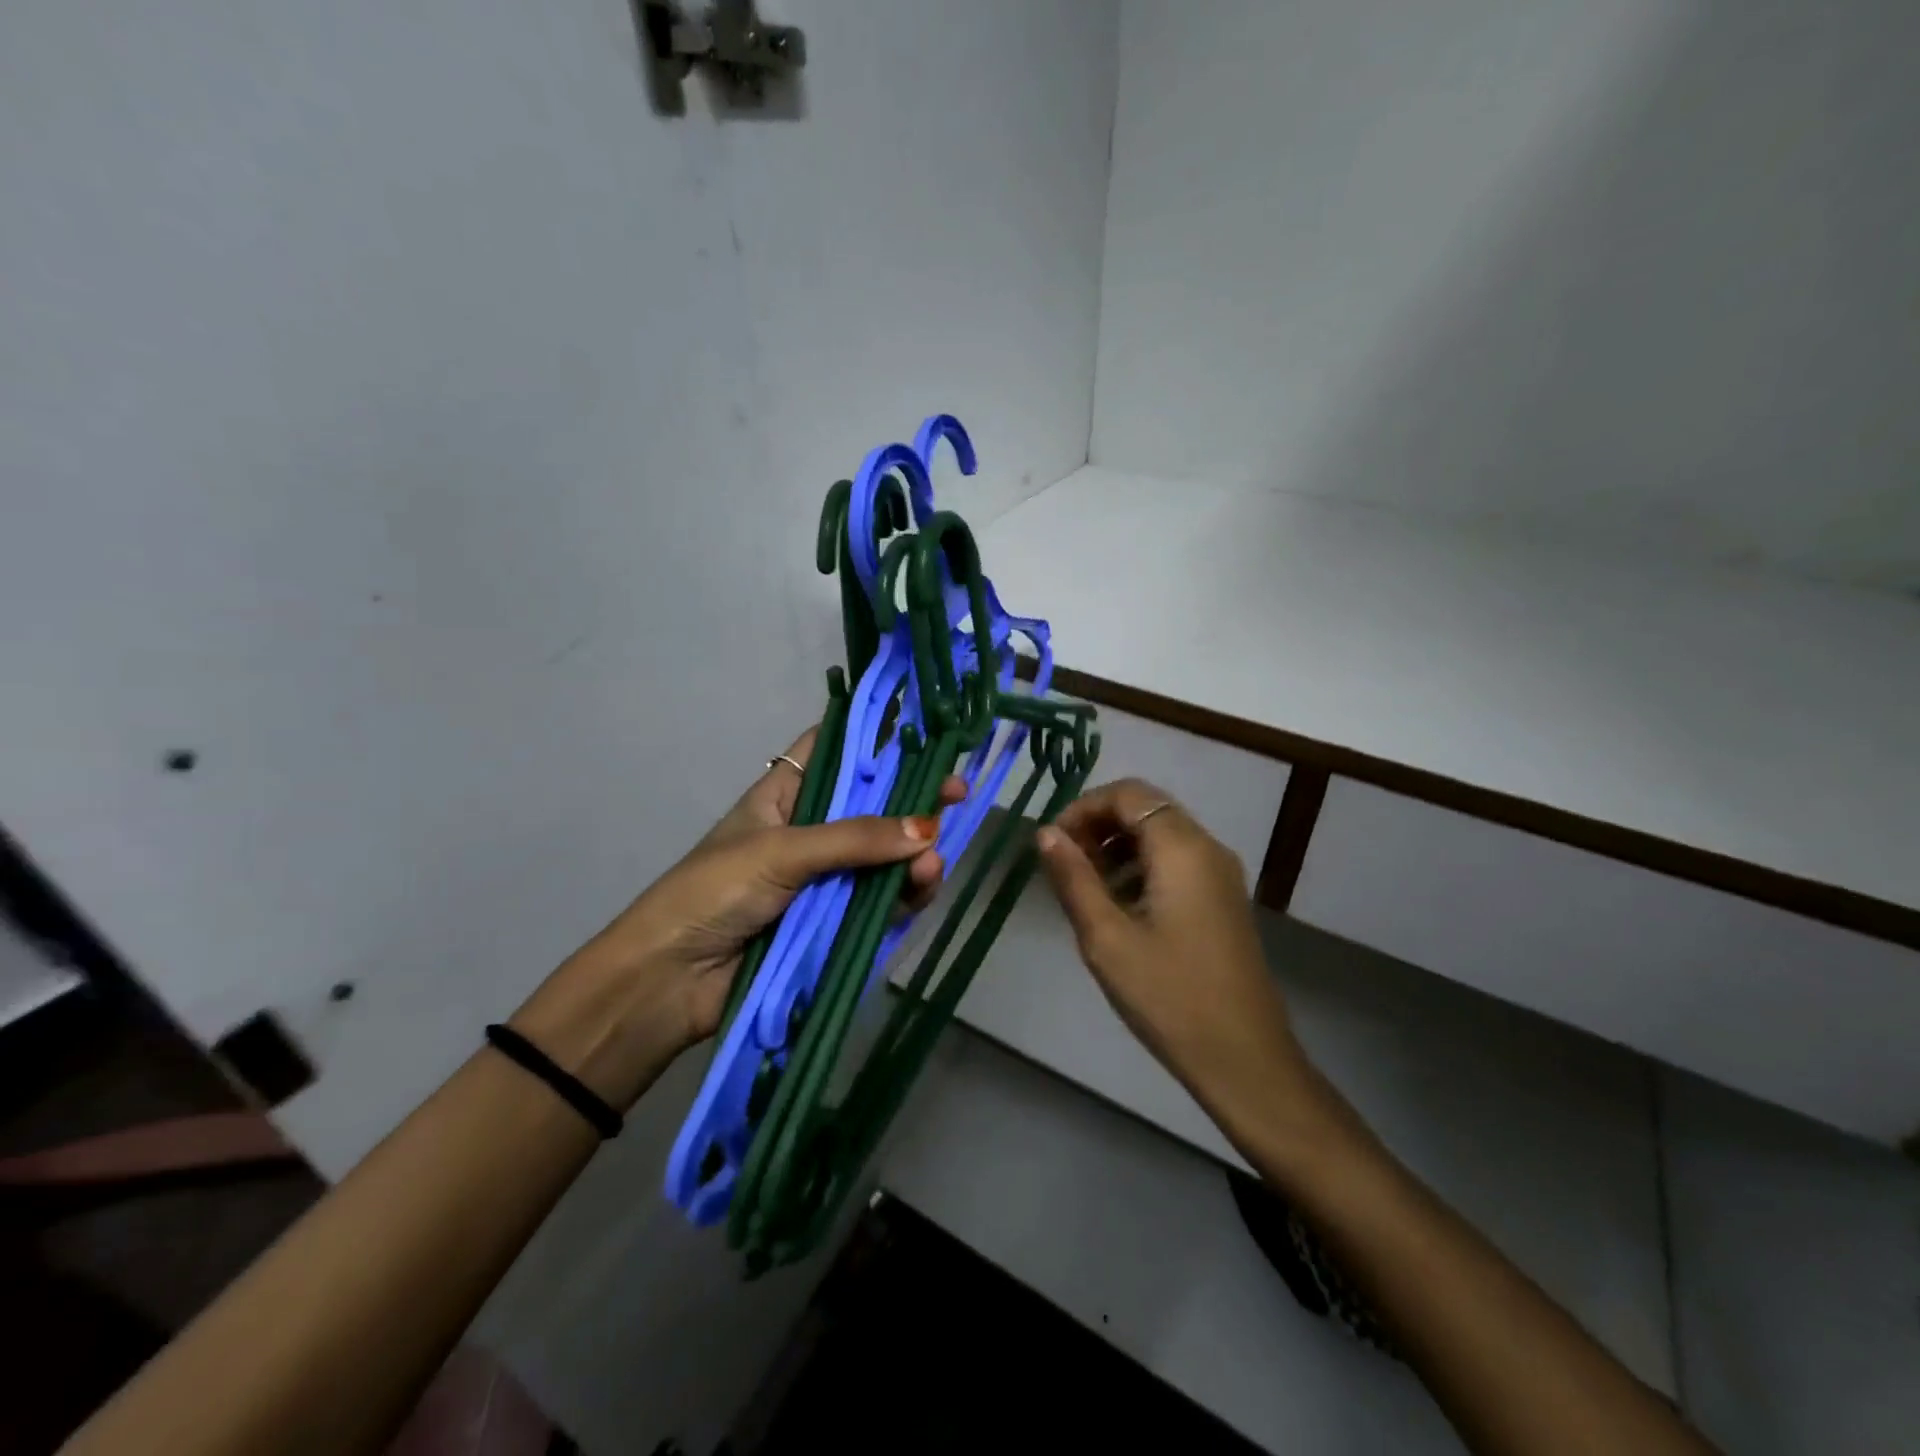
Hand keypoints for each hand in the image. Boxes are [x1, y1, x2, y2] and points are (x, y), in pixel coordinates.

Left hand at [513, 728, 962, 1108]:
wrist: (669, 983)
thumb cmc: (713, 893)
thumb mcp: (781, 851)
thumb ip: (855, 839)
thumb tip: (929, 830)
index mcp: (785, 796)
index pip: (835, 753)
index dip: (877, 742)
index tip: (925, 735)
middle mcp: (809, 832)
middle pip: (872, 807)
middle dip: (913, 801)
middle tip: (958, 795)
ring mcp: (825, 880)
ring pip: (884, 857)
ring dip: (914, 856)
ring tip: (935, 860)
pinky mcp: (835, 924)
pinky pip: (880, 902)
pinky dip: (905, 895)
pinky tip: (925, 886)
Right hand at [1035, 778, 1312, 1130]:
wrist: (1244, 1059)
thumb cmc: (1169, 996)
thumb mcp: (1106, 937)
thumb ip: (1074, 878)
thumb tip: (1045, 833)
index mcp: (1182, 848)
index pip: (1128, 793)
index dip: (1083, 807)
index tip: (1052, 843)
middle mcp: (1207, 848)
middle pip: (1146, 808)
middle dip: (1098, 825)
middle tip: (1063, 863)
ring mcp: (1220, 875)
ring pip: (1161, 834)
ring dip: (1117, 846)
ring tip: (1084, 887)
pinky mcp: (1222, 900)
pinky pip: (1176, 861)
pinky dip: (1140, 866)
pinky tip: (1118, 907)